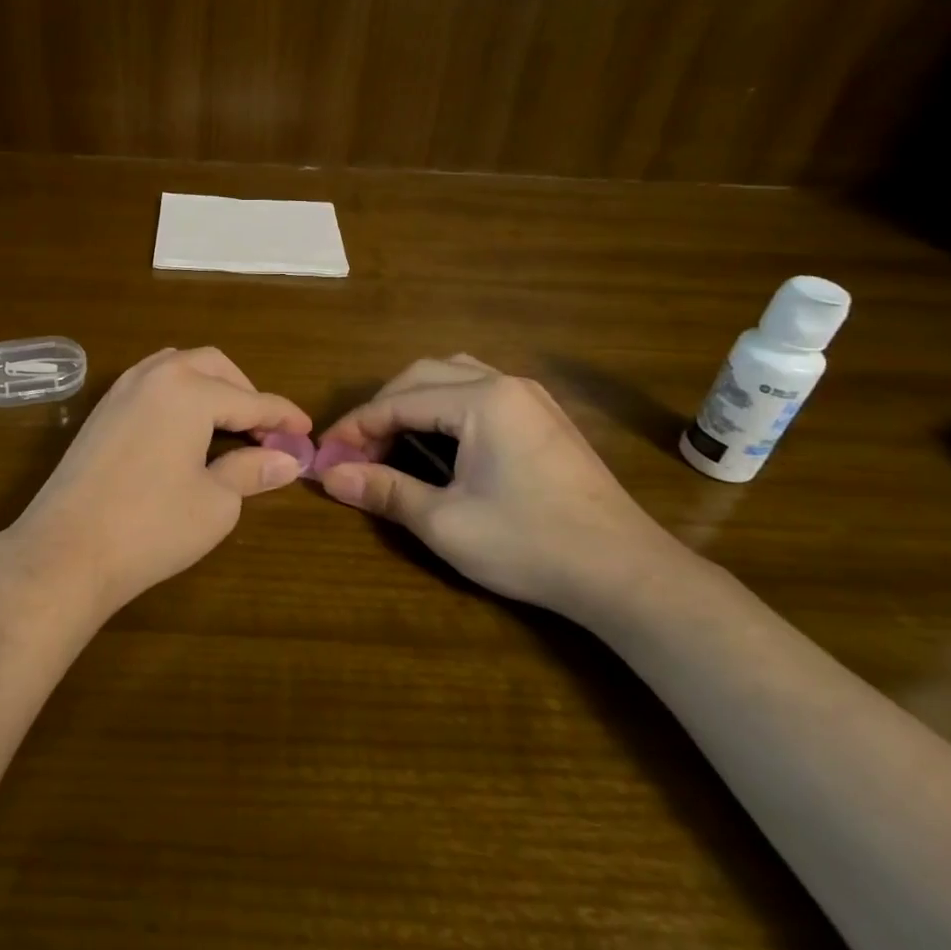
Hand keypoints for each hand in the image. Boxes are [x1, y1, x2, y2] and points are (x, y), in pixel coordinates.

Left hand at [1, 347, 310, 615]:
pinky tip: (184, 429)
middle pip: (214, 366)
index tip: (306, 431)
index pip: (251, 399)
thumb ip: (252, 471)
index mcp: (189, 390)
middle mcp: (155, 376)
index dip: (283, 416)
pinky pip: (151, 383)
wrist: (65, 551)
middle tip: (266, 430)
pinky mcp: (101, 411)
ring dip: (209, 386)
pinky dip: (178, 395)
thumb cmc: (151, 527)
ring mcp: (121, 390)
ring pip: (178, 367)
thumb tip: (288, 459)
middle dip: (245, 392)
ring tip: (227, 424)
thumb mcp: (216, 503)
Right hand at [315, 355, 691, 615]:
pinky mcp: (544, 417)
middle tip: (357, 452)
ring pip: (453, 376)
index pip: (398, 401)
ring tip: (392, 441)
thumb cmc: (530, 544)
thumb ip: (383, 490)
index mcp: (481, 400)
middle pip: (423, 375)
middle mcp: (506, 383)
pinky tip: (439, 442)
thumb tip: (328, 476)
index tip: (325, 457)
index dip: (355, 428)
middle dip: (382, 410)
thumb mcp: (444, 523)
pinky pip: (480, 390)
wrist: (625, 573)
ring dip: (413, 402)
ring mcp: (531, 397)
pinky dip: (444, 407)